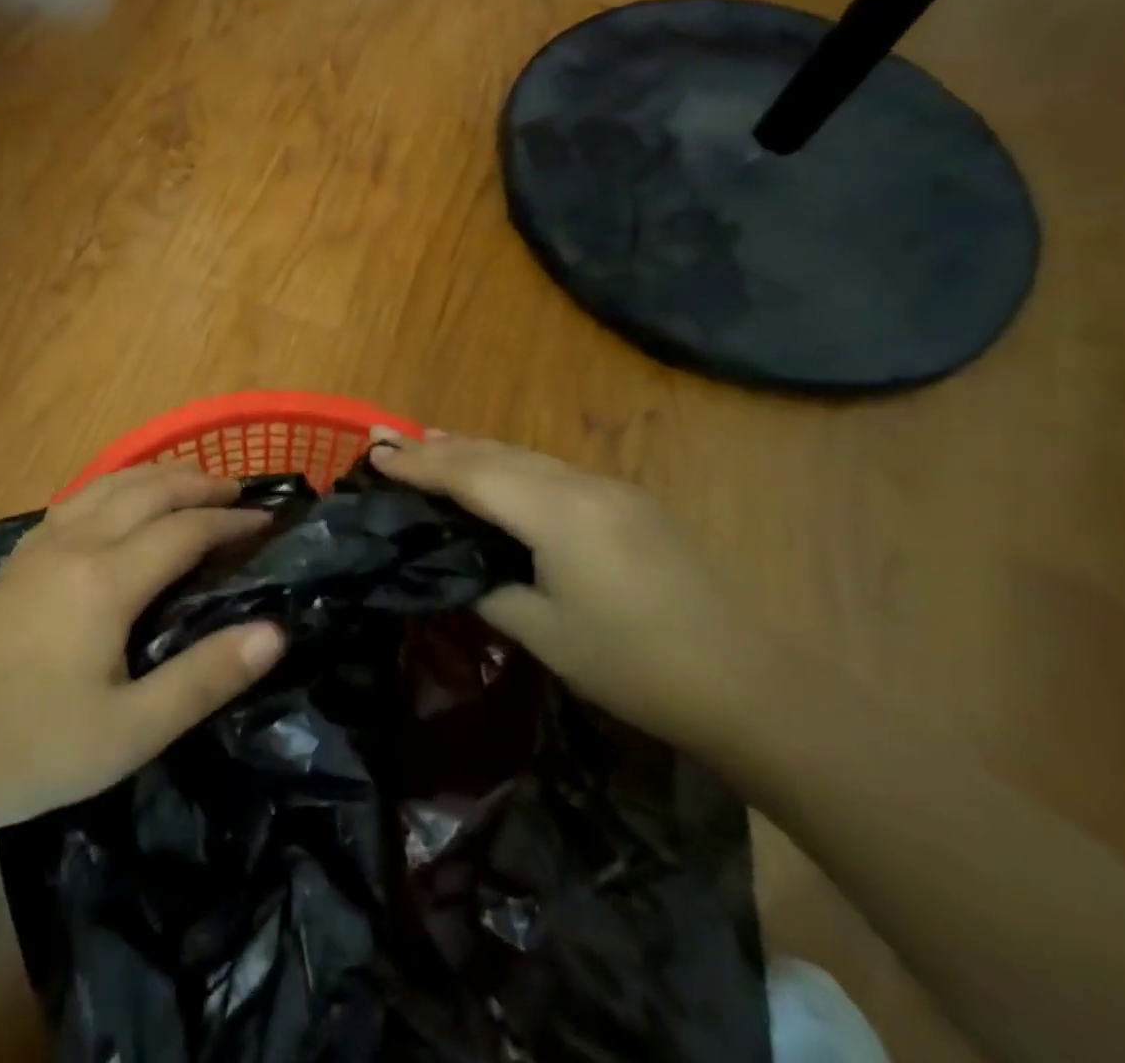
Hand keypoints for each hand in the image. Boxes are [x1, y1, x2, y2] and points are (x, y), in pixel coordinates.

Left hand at [0, 464, 285, 838]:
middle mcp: (74, 544)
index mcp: (106, 579)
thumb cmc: (31, 747)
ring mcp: (38, 547)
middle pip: (146, 491)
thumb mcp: (130, 731)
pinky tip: (115, 502)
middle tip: (237, 489)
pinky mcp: (15, 560)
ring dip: (155, 475)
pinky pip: (77, 499)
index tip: (267, 521)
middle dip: (197, 483)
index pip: (184, 530)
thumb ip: (205, 678)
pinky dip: (114, 486)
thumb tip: (275, 631)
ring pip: (107, 485)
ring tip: (188, 479)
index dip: (229, 520)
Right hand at [368, 430, 767, 750]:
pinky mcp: (629, 503)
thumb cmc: (637, 667)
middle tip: (385, 437)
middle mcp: (582, 485)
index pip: (471, 475)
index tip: (372, 453)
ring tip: (427, 443)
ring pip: (524, 456)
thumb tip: (455, 567)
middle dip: (436, 445)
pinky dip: (509, 465)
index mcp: (558, 514)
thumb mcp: (545, 634)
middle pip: (494, 453)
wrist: (752, 686)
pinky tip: (495, 472)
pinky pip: (551, 470)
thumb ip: (488, 589)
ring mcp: (611, 490)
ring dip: (472, 449)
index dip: (418, 464)